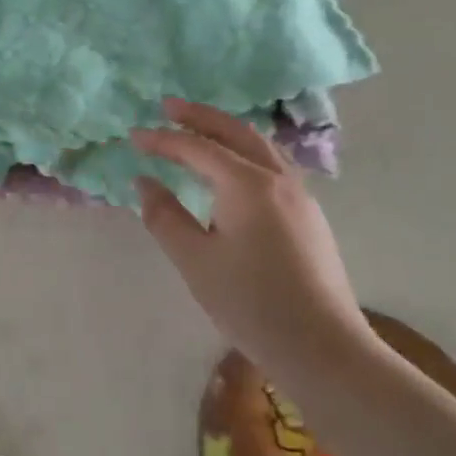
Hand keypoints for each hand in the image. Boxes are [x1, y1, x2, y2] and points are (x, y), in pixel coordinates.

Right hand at [132, 98, 371, 367]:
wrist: (323, 348)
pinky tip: (232, 168)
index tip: (133, 136)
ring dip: (226, 131)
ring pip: (260, 146)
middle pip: (235, 132)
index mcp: (247, 185)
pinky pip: (271, 165)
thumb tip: (144, 182)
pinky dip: (244, 151)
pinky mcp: (308, 216)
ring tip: (199, 129)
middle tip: (168, 107)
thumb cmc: (251, 303)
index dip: (162, 140)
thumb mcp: (194, 260)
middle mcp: (277, 179)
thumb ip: (164, 216)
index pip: (197, 148)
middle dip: (200, 117)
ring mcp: (300, 196)